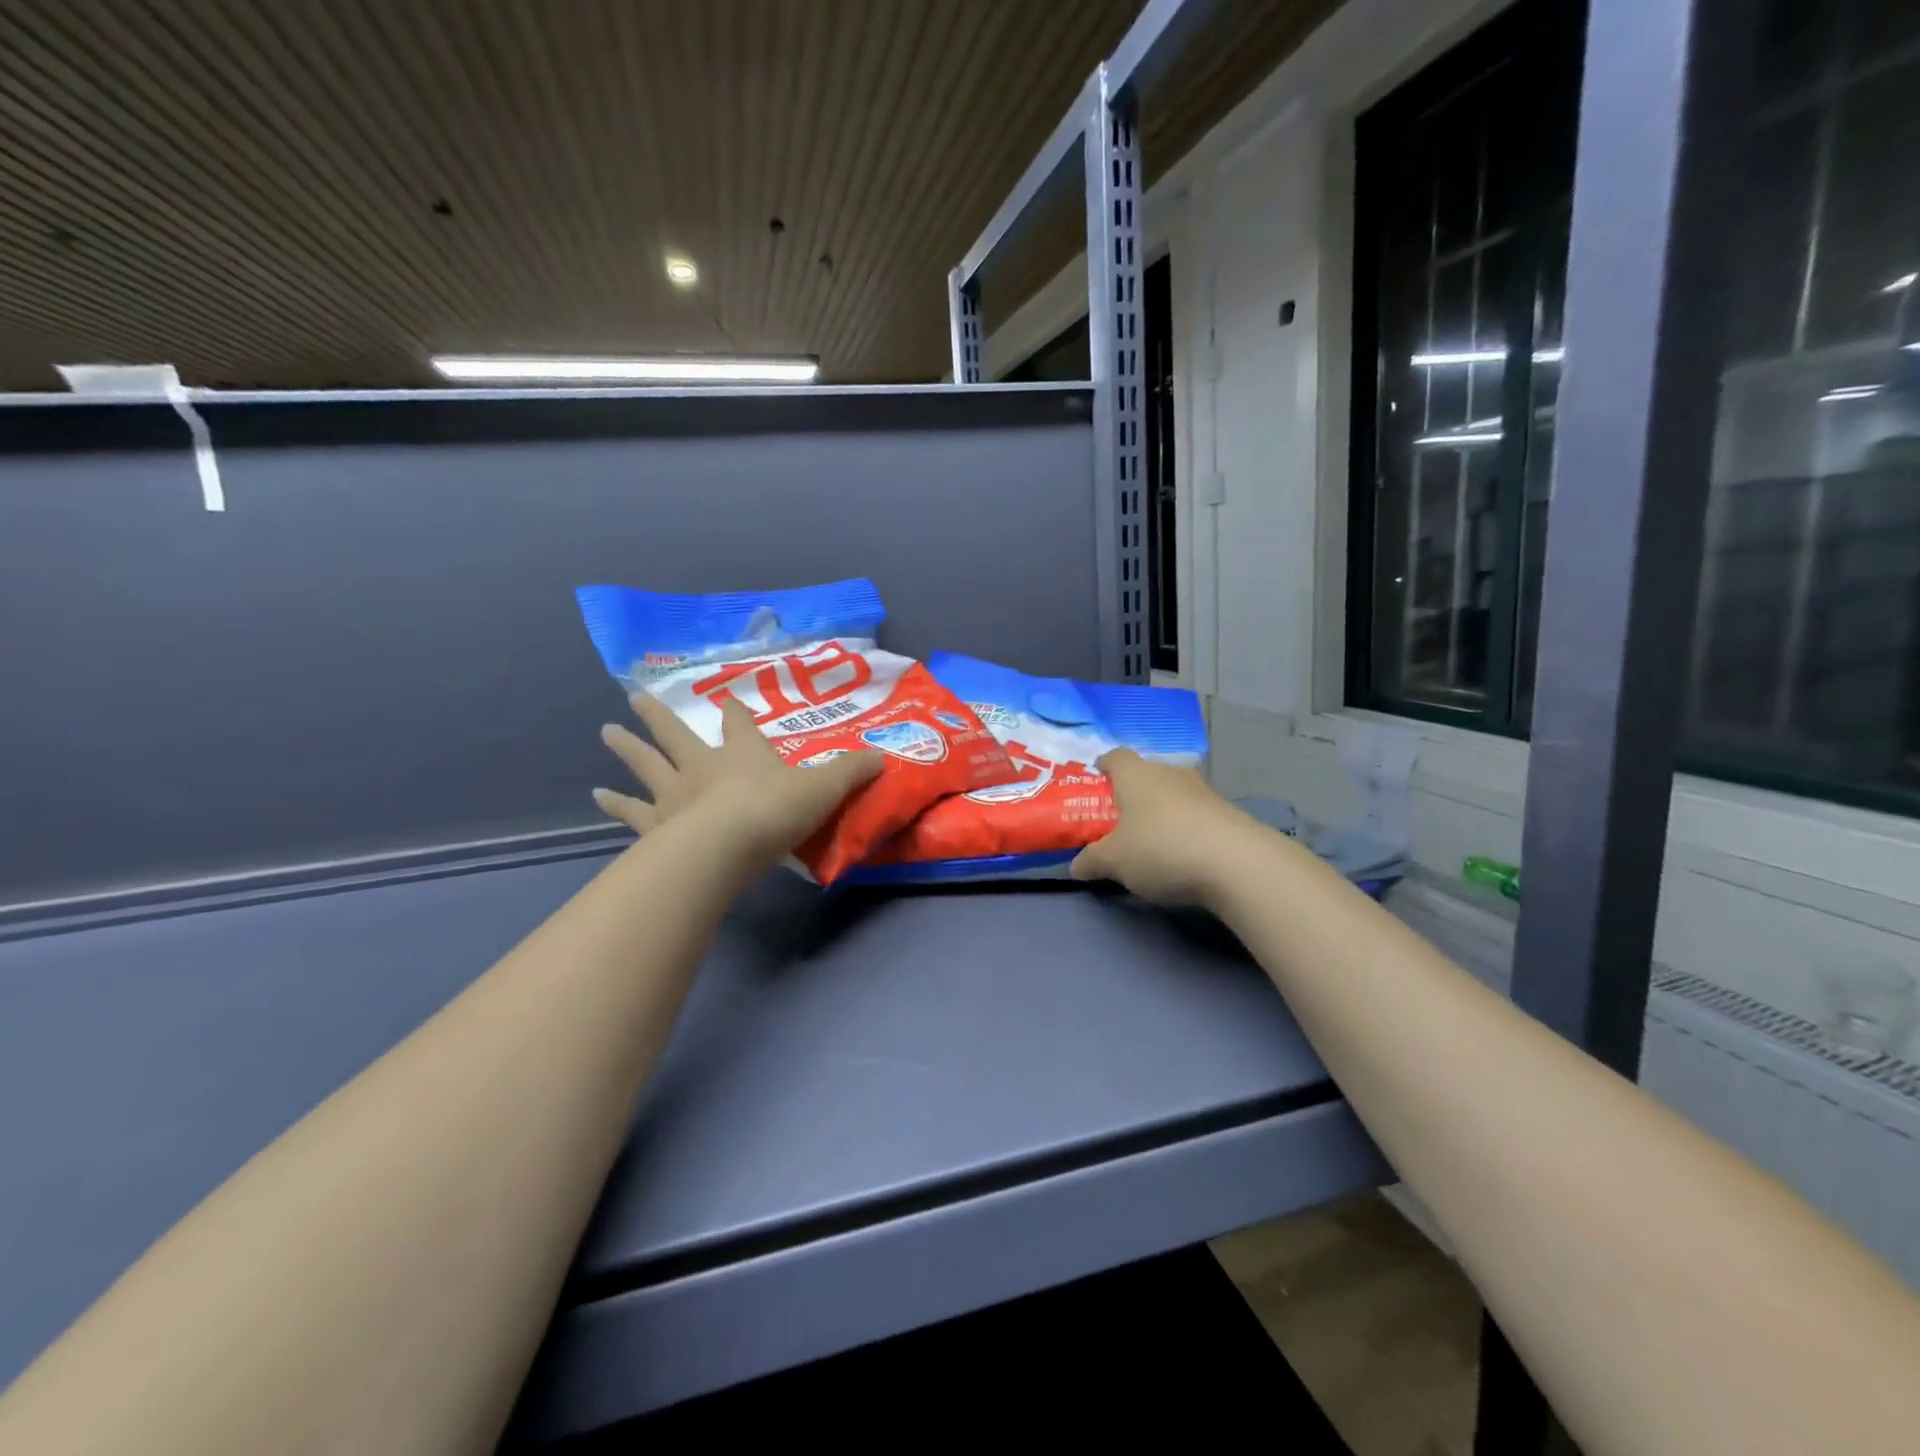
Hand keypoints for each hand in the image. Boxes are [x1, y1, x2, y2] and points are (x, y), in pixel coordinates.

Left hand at [593, 693, 881, 869]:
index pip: (737, 722)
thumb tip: (882, 756)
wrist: (724, 848)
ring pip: (646, 764)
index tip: (726, 698)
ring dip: (627, 749)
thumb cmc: (774, 811)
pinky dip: (615, 804)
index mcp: (742, 753)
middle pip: (676, 733)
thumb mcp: (824, 789)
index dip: (733, 710)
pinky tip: (598, 796)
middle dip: (659, 715)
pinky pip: (632, 812)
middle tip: (634, 697)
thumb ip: (850, 772)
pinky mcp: (656, 826)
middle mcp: (702, 766)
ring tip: (606, 733)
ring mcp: (674, 795)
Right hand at [1069, 749, 1254, 906]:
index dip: (1104, 766)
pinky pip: (1196, 814)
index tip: (1096, 779)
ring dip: (1162, 811)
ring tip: (1152, 840)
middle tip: (1120, 819)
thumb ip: (1091, 861)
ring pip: (1173, 793)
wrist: (1237, 864)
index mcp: (1135, 774)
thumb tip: (1076, 866)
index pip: (1115, 756)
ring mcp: (1203, 790)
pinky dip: (1186, 828)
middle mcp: (1169, 772)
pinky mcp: (1228, 813)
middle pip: (1146, 774)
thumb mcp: (1113, 862)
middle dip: (1132, 792)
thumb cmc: (1160, 849)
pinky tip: (1183, 853)